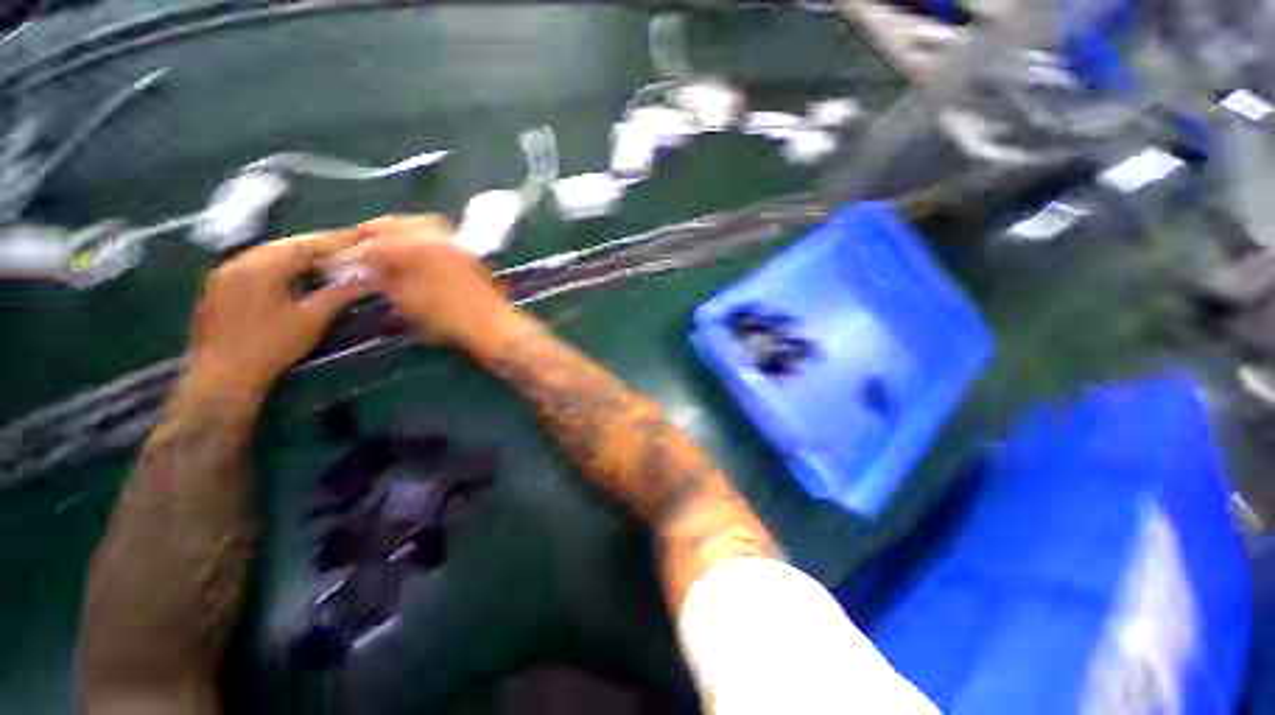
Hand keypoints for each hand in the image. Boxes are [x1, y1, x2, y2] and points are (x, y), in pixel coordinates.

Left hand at [185, 230, 367, 399]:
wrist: (221, 376)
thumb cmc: (270, 346)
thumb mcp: (311, 320)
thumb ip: (339, 294)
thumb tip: (369, 279)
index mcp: (261, 266)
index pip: (305, 244)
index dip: (335, 240)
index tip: (361, 237)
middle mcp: (240, 261)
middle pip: (286, 245)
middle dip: (318, 246)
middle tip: (348, 247)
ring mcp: (226, 273)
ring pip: (270, 254)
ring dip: (300, 255)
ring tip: (328, 259)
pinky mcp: (220, 287)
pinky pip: (257, 266)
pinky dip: (282, 266)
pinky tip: (297, 275)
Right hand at [357, 214, 513, 349]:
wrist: (494, 325)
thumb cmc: (449, 319)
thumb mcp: (408, 303)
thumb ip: (385, 279)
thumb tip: (371, 267)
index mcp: (415, 248)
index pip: (376, 239)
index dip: (360, 249)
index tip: (351, 257)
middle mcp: (435, 237)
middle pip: (398, 223)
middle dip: (379, 231)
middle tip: (367, 243)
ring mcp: (455, 244)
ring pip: (420, 224)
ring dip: (401, 231)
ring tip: (391, 248)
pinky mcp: (467, 254)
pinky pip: (439, 236)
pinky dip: (423, 238)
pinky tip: (417, 254)